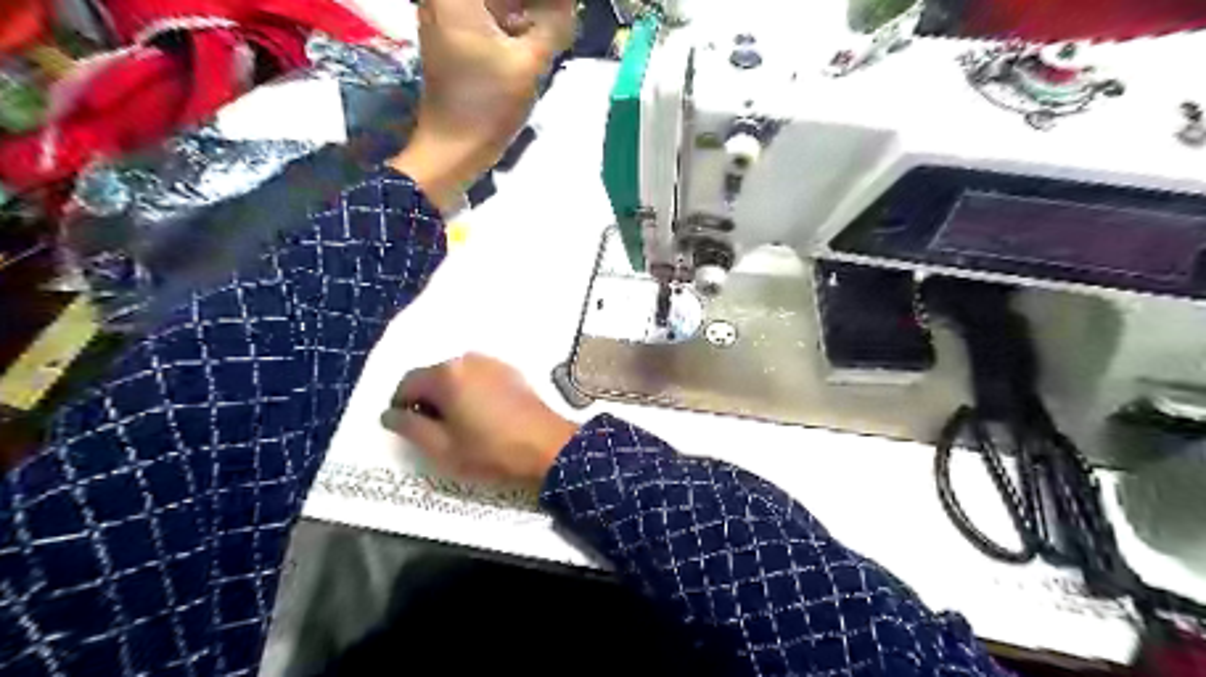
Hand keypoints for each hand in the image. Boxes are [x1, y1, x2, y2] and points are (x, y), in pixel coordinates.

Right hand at [381, 354, 578, 485]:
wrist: (547, 447)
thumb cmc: (490, 451)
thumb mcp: (441, 448)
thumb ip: (409, 427)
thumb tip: (389, 414)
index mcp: (447, 374)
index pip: (408, 382)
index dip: (401, 406)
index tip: (407, 429)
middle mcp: (468, 359)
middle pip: (433, 377)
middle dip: (427, 401)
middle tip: (433, 432)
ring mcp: (493, 363)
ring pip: (457, 377)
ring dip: (450, 397)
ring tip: (459, 427)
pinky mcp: (511, 372)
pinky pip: (479, 379)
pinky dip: (472, 393)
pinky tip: (482, 417)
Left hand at [388, 0, 569, 207]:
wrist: (452, 149)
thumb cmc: (487, 106)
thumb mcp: (528, 64)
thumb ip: (555, 25)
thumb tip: (568, 7)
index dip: (545, 3)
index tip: (565, 11)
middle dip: (537, 7)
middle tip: (565, 18)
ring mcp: (447, 17)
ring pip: (496, 5)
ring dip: (528, 13)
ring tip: (558, 27)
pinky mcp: (454, 38)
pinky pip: (489, 18)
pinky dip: (514, 24)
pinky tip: (539, 37)